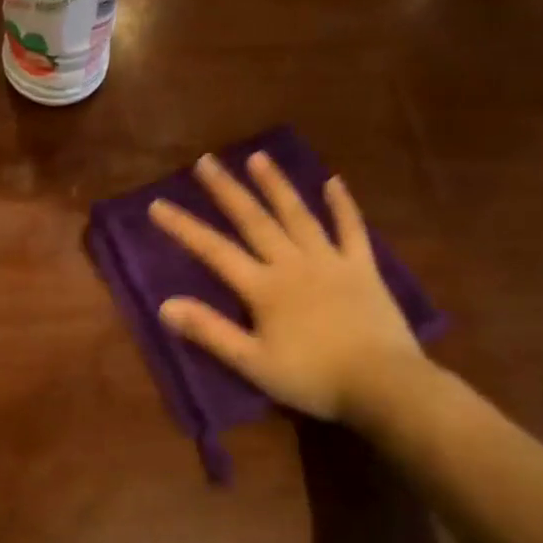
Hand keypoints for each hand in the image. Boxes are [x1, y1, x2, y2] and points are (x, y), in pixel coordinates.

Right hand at [149, 153, 423, 423]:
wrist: (384, 384)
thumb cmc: (313, 378)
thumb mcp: (252, 363)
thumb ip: (210, 331)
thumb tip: (165, 305)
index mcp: (264, 287)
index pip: (214, 250)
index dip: (184, 227)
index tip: (157, 204)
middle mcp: (293, 263)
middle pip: (254, 220)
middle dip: (227, 190)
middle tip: (206, 161)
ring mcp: (330, 261)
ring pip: (298, 215)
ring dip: (276, 185)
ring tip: (257, 157)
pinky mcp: (363, 268)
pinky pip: (352, 229)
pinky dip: (343, 205)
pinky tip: (333, 181)